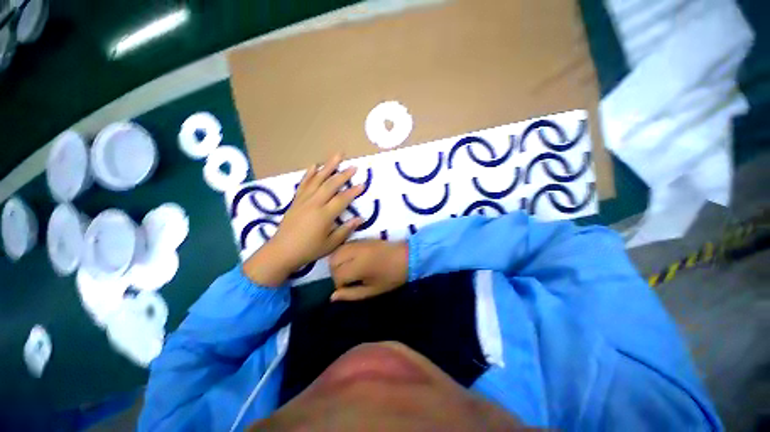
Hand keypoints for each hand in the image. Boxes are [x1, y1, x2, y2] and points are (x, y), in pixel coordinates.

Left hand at [245, 154, 363, 286]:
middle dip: (343, 174)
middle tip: (353, 166)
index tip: (362, 184)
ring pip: (317, 179)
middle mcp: (314, 203)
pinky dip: (309, 173)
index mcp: (324, 215)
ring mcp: (303, 200)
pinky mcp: (296, 200)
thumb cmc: (309, 250)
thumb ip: (345, 230)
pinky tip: (314, 165)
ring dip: (328, 166)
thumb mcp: (331, 244)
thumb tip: (360, 218)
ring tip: (337, 155)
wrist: (281, 251)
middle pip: (331, 185)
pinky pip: (303, 183)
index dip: (353, 191)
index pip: (342, 199)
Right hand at [329, 240, 408, 300]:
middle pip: (333, 261)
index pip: (337, 274)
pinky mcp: (362, 239)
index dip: (339, 284)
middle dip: (335, 272)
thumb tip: (332, 297)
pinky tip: (352, 260)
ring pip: (337, 251)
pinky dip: (343, 253)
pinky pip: (345, 245)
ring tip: (348, 269)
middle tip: (347, 279)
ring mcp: (358, 243)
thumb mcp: (373, 290)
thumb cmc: (392, 276)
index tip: (348, 288)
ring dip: (338, 261)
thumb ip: (351, 294)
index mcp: (359, 266)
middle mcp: (355, 252)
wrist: (407, 256)